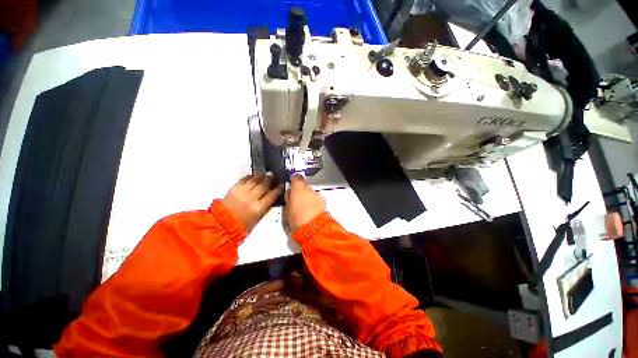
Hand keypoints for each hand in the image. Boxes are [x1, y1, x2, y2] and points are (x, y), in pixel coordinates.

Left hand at [223, 174, 282, 231]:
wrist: (223, 225)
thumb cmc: (242, 225)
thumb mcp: (259, 218)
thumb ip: (266, 206)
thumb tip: (273, 196)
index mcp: (259, 208)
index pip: (273, 194)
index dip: (278, 188)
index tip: (281, 184)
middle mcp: (251, 198)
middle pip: (264, 184)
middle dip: (270, 179)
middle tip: (273, 176)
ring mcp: (242, 192)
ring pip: (255, 180)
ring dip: (261, 176)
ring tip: (265, 174)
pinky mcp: (234, 189)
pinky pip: (244, 179)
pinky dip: (250, 177)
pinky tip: (254, 176)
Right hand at [285, 175, 325, 231]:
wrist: (313, 229)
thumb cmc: (297, 222)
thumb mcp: (287, 211)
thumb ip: (288, 199)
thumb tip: (289, 193)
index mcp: (297, 192)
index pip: (296, 178)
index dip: (294, 179)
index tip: (292, 181)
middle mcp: (308, 191)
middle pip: (304, 184)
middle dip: (300, 189)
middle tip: (297, 198)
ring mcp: (316, 195)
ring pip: (310, 191)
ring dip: (307, 196)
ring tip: (305, 207)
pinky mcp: (322, 200)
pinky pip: (316, 197)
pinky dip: (313, 201)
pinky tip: (312, 209)